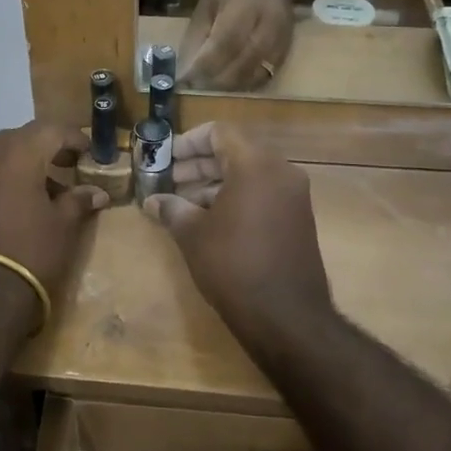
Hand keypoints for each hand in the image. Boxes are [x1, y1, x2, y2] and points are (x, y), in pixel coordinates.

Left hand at [0, 122, 109, 319]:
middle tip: (67, 167)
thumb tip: (96, 193)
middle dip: (46, 149)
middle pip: (22, 138)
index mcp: (18, 152)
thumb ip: (78, 201)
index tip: (90, 154)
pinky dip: (0, 182)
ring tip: (42, 191)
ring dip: (21, 166)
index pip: (52, 130)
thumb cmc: (28, 253)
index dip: (75, 138)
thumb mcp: (62, 227)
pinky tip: (13, 207)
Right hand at [141, 122, 332, 331]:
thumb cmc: (233, 266)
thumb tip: (153, 201)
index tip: (166, 158)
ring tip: (182, 204)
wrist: (286, 317)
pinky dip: (236, 198)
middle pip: (235, 151)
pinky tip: (209, 221)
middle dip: (198, 164)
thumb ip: (172, 209)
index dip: (188, 141)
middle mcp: (281, 172)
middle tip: (169, 180)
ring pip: (249, 174)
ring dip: (215, 183)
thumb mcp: (193, 235)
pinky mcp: (298, 219)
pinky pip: (262, 194)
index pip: (219, 132)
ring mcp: (294, 197)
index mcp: (256, 165)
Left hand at [181, 0, 294, 90]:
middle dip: (214, 80)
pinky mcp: (287, 52)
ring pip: (254, 75)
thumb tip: (185, 67)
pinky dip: (244, 85)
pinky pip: (265, 77)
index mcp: (246, 7)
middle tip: (194, 85)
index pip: (224, 45)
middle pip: (241, 65)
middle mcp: (268, 27)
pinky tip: (228, 84)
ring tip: (208, 86)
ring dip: (228, 87)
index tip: (184, 79)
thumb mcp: (208, 0)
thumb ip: (198, 33)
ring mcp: (282, 41)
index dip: (203, 66)